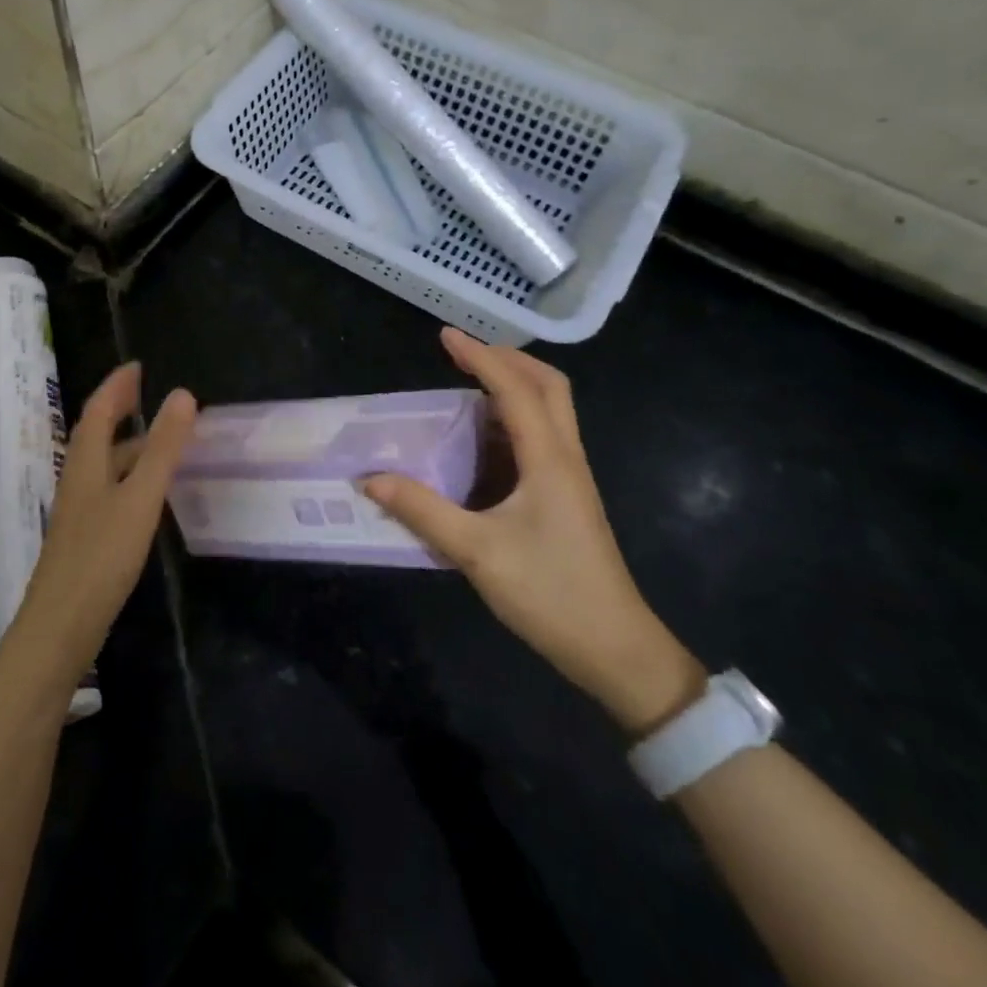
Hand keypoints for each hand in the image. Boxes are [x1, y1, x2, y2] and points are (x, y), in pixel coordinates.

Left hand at [13, 362, 196, 679]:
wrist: (59, 629)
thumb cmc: (101, 557)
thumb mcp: (140, 498)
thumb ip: (162, 448)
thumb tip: (182, 394)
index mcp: (86, 463)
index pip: (99, 411)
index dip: (117, 386)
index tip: (137, 366)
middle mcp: (78, 480)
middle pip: (96, 434)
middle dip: (119, 408)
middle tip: (146, 393)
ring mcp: (79, 512)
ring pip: (102, 464)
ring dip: (126, 443)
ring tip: (159, 438)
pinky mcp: (85, 538)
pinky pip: (108, 489)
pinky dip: (128, 474)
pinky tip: (146, 493)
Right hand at [363, 328, 701, 733]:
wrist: (616, 650)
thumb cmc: (551, 594)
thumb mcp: (477, 552)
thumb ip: (422, 511)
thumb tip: (370, 479)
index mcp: (549, 459)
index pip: (515, 388)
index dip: (479, 357)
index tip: (445, 337)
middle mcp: (565, 457)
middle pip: (549, 386)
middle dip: (507, 359)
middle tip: (464, 353)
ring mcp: (570, 478)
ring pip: (550, 410)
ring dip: (513, 386)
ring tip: (466, 386)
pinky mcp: (567, 498)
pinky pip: (542, 439)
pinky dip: (512, 421)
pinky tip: (480, 441)